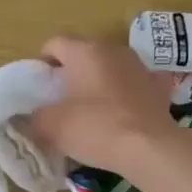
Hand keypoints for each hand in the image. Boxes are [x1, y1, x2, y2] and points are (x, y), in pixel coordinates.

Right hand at [28, 35, 180, 174]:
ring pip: (110, 66)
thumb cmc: (96, 127)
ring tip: (91, 107)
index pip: (55, 43)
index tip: (41, 85)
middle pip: (84, 52)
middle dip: (71, 71)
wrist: (150, 148)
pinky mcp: (158, 86)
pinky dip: (124, 93)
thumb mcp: (52, 126)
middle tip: (62, 97)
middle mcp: (113, 50)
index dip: (43, 61)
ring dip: (98, 80)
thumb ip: (36, 116)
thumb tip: (34, 117)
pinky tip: (121, 113)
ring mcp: (139, 66)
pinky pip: (133, 84)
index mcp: (84, 51)